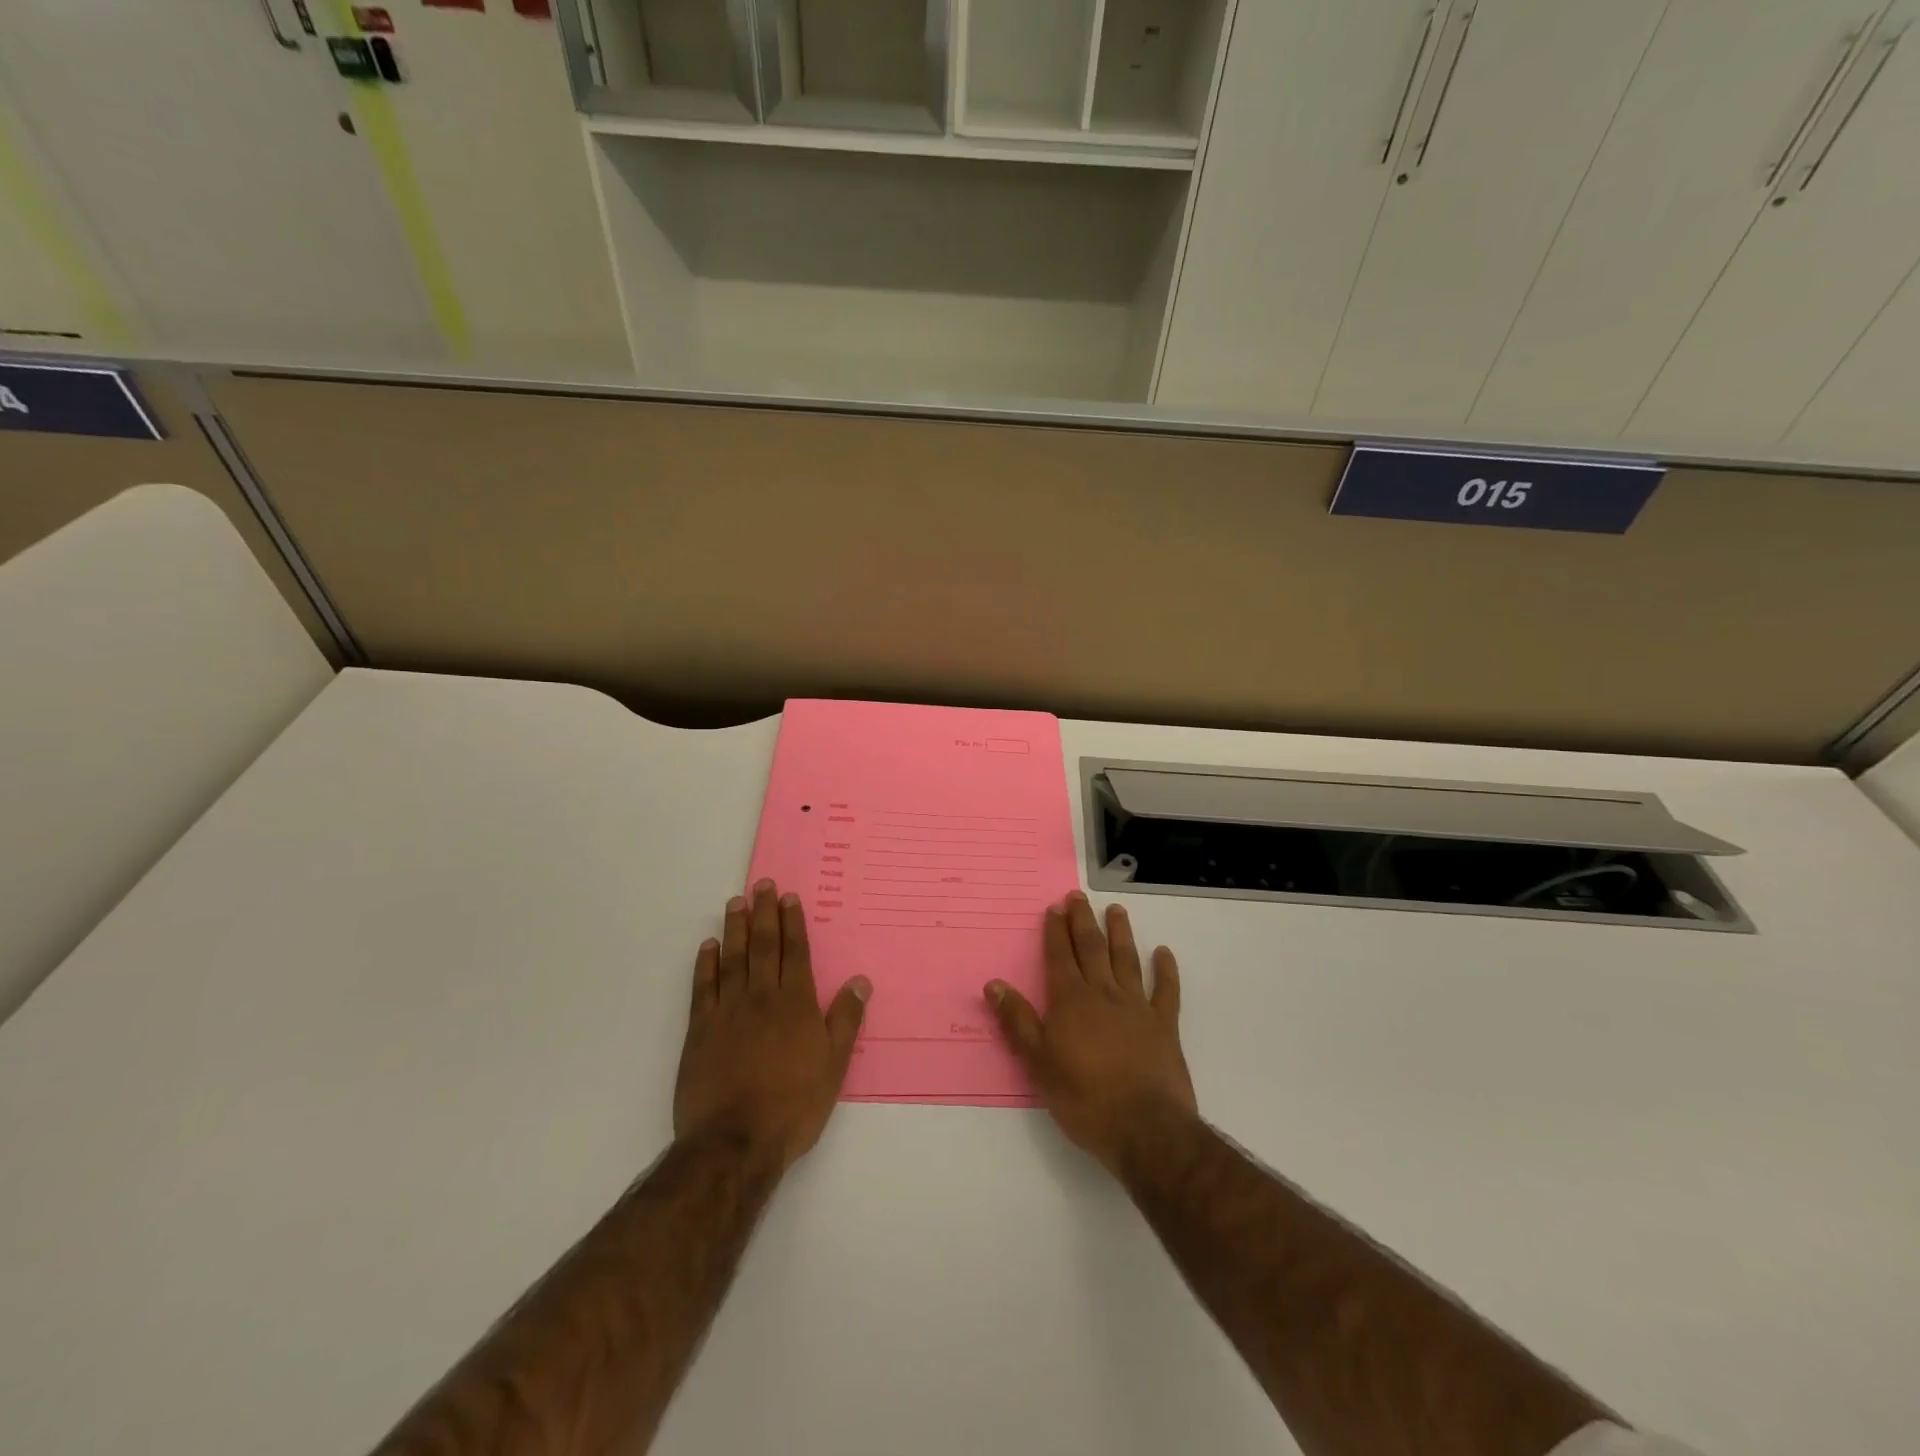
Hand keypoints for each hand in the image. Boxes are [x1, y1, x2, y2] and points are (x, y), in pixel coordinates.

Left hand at [674, 880, 870, 1171]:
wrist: (734, 1141)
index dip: (792, 923)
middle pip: (763, 946)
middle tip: (761, 885)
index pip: (794, 952)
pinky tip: (709, 947)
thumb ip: (845, 1019)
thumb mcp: (834, 1065)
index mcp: (796, 1004)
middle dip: (764, 913)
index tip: (788, 897)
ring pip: (733, 959)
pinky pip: (703, 987)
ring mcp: (727, 1011)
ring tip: (736, 903)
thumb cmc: (793, 1104)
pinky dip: (706, 964)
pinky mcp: (700, 1030)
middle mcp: (762, 997)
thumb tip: (860, 980)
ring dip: (735, 929)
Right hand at [984, 891, 1196, 1173]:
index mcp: (1071, 1001)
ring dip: (1120, 933)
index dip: (1056, 931)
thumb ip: (1018, 1021)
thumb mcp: (1038, 1063)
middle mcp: (1103, 993)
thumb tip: (994, 984)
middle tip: (1078, 897)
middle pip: (1091, 948)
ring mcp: (1137, 1006)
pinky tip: (1164, 953)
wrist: (1145, 1129)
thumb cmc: (1084, 1098)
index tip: (1055, 907)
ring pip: (1126, 960)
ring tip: (1117, 910)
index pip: (1060, 956)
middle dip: (1083, 921)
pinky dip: (1166, 970)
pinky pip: (1166, 990)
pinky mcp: (1164, 1025)